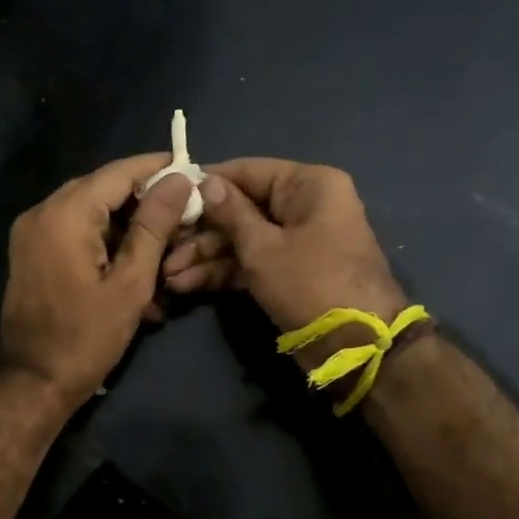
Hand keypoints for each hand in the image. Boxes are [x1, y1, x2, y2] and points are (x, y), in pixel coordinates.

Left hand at [0, 156, 197, 409]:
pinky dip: (102, 239)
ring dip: (124, 223)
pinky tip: (131, 262)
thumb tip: (178, 179)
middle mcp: (41, 212)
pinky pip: (71, 230)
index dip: (156, 168)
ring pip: (87, 210)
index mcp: (65, 214)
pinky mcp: (30, 252)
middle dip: (142, 198)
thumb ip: (154, 226)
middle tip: (182, 212)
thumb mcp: (130, 283)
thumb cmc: (87, 338)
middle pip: (101, 188)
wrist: (33, 381)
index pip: (118, 172)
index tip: (191, 172)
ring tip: (162, 243)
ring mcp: (30, 232)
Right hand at [161, 159, 408, 366]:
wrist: (356, 346)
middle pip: (242, 208)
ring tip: (169, 275)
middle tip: (163, 245)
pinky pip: (251, 263)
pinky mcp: (289, 273)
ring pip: (243, 240)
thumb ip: (230, 213)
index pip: (248, 171)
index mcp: (309, 185)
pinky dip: (223, 273)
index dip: (207, 184)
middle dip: (202, 231)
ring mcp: (297, 242)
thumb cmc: (310, 283)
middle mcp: (304, 206)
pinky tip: (187, 285)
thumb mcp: (263, 247)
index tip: (168, 195)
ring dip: (206, 257)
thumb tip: (205, 181)